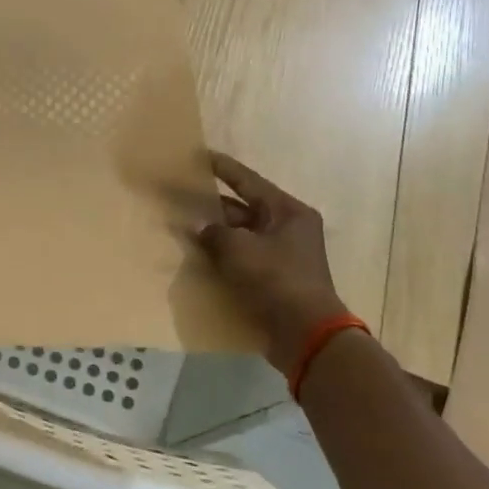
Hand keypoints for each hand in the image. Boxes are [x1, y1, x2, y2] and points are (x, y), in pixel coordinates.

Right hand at [194, 152, 347, 373]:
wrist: (305, 332)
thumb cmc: (275, 279)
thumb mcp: (239, 249)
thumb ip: (214, 232)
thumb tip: (201, 228)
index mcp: (287, 212)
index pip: (249, 181)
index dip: (223, 168)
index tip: (200, 156)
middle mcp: (287, 228)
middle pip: (243, 208)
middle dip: (213, 204)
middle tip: (183, 193)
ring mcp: (281, 254)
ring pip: (241, 234)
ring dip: (215, 231)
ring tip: (184, 223)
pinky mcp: (273, 278)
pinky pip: (242, 257)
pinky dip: (222, 254)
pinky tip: (198, 254)